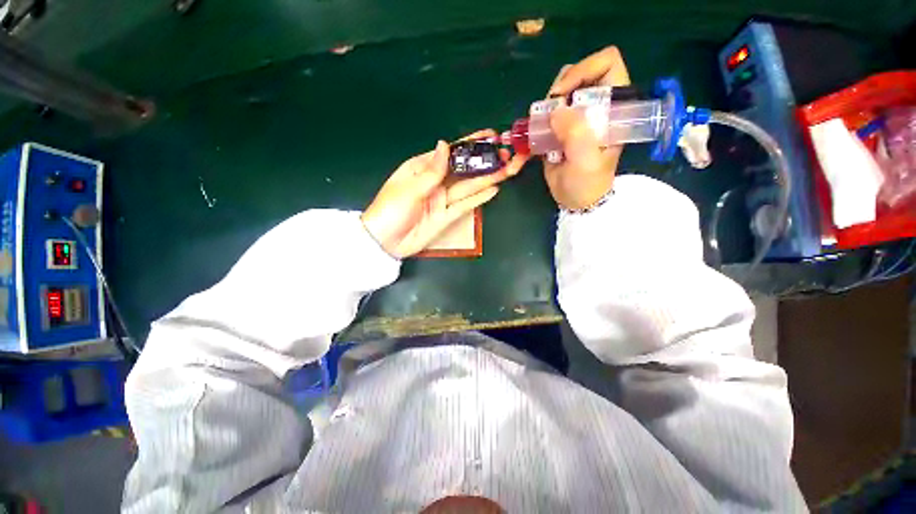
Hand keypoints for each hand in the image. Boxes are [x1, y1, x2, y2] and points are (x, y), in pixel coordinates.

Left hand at [362, 131, 527, 257]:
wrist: (385, 242)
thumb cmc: (391, 210)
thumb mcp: (410, 188)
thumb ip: (431, 171)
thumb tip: (445, 145)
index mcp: (423, 168)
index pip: (451, 153)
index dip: (471, 144)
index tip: (491, 137)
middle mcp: (436, 182)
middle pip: (464, 170)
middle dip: (486, 162)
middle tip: (508, 155)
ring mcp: (443, 200)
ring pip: (469, 186)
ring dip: (488, 178)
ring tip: (509, 169)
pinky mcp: (446, 216)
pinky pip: (465, 205)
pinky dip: (479, 198)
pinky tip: (494, 190)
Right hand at [544, 46, 630, 209]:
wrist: (576, 200)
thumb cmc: (588, 182)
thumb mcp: (586, 160)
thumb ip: (575, 133)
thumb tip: (555, 110)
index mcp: (613, 107)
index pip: (607, 63)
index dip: (584, 70)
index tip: (563, 94)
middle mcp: (596, 105)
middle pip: (577, 74)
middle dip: (559, 90)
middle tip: (549, 114)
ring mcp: (576, 116)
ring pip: (558, 93)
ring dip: (545, 107)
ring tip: (541, 128)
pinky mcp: (560, 127)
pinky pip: (545, 113)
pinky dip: (535, 121)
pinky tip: (533, 136)